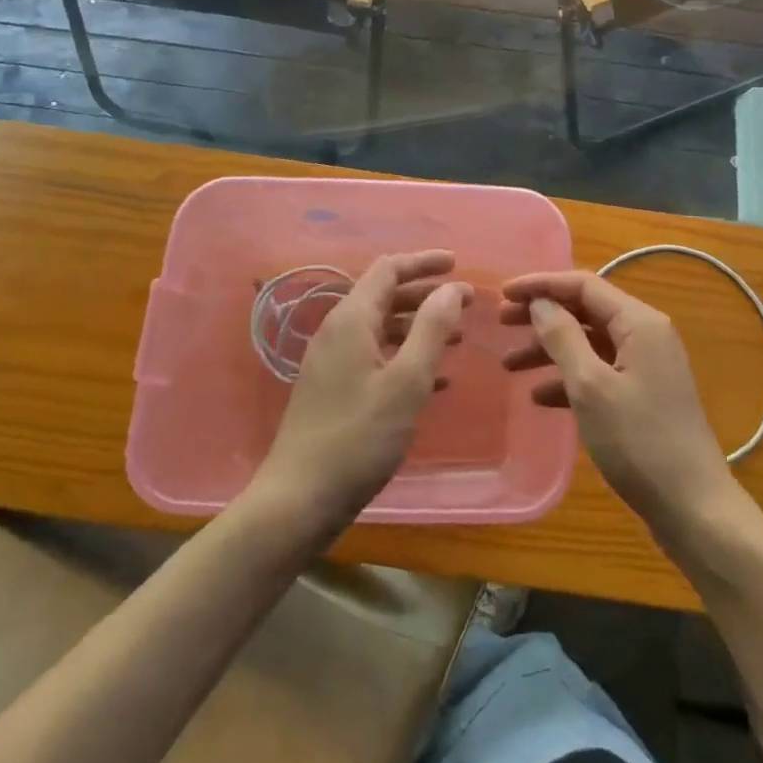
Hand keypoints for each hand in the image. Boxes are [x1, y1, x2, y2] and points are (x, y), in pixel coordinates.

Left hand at [252, 251, 470, 535]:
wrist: (297, 499)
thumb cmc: (359, 437)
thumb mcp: (406, 381)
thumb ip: (431, 328)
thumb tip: (452, 287)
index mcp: (351, 319)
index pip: (388, 270)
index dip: (423, 262)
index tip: (457, 265)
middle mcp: (337, 331)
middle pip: (384, 295)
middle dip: (425, 294)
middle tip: (464, 302)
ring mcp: (331, 361)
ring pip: (380, 327)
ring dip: (417, 326)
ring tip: (455, 337)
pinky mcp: (331, 389)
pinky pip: (373, 356)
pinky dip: (404, 355)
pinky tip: (433, 379)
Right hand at [502, 271, 738, 535]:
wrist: (694, 509)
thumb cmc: (640, 442)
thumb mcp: (591, 387)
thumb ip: (563, 338)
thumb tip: (541, 303)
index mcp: (639, 323)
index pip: (583, 285)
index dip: (541, 284)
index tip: (503, 293)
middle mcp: (645, 335)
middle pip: (585, 311)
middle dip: (542, 315)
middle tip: (501, 323)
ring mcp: (646, 367)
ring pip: (589, 344)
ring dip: (550, 350)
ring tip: (509, 365)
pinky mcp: (642, 396)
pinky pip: (598, 373)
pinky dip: (568, 379)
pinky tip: (539, 397)